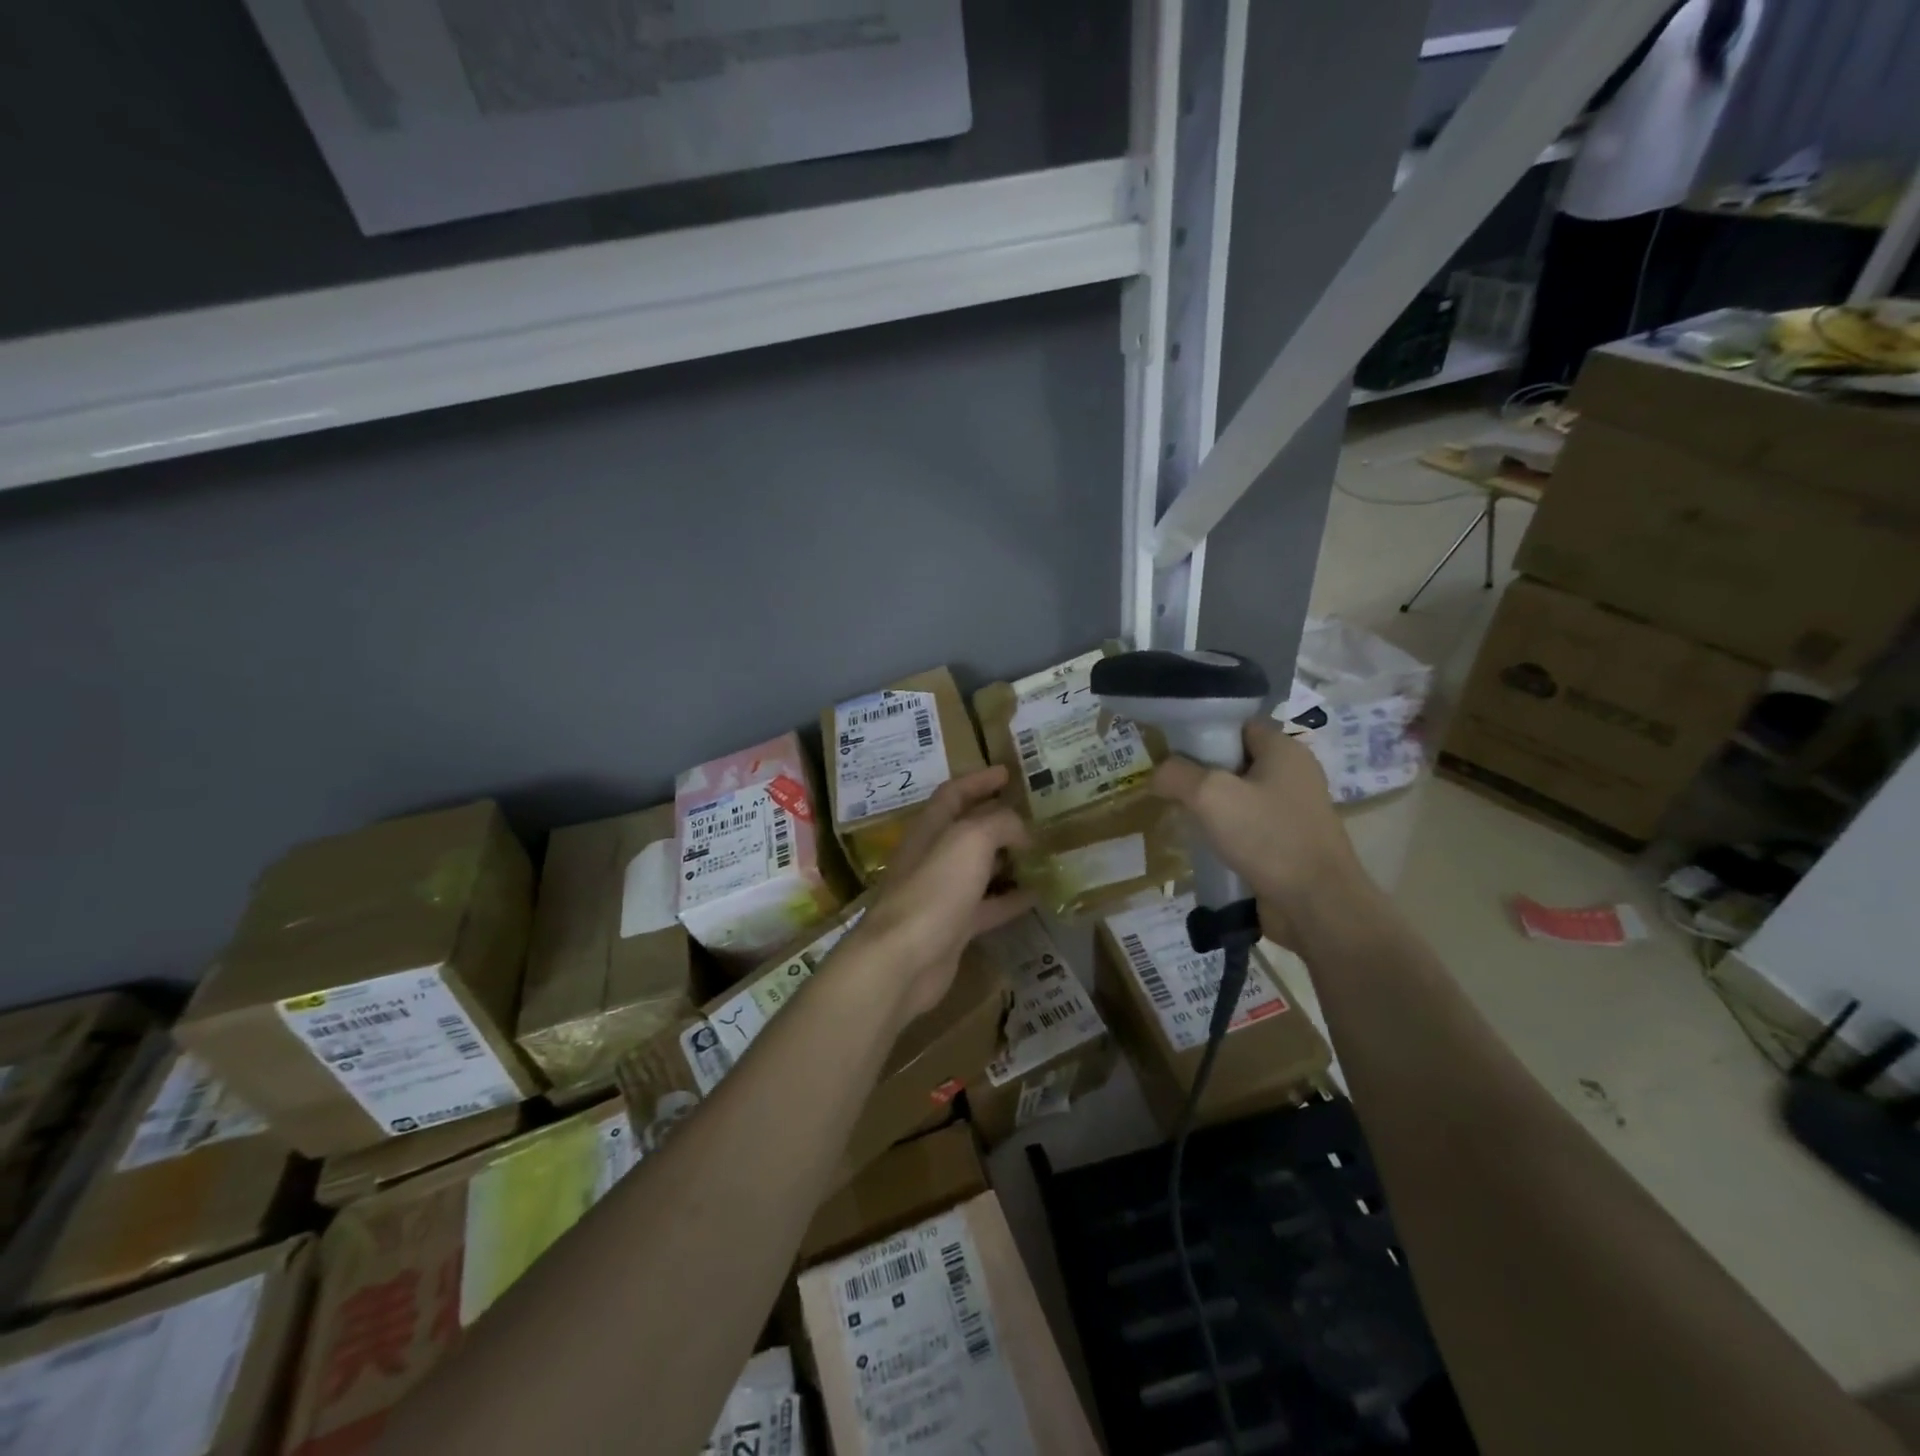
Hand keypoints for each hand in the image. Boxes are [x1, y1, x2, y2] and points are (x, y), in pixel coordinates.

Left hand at [844, 767, 1032, 1025]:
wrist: (903, 959)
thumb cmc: (934, 889)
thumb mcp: (970, 840)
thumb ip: (999, 824)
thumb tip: (1021, 830)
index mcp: (930, 828)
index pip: (953, 793)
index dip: (979, 780)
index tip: (1008, 773)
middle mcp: (933, 857)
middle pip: (967, 830)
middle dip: (998, 820)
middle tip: (1034, 816)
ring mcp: (942, 894)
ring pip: (979, 869)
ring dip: (1008, 859)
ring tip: (1042, 853)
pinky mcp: (953, 927)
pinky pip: (987, 906)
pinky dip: (1011, 899)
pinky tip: (1038, 895)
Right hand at [1151, 718, 1371, 949]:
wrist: (1317, 905)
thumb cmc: (1267, 837)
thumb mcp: (1210, 795)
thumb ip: (1177, 775)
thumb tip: (1158, 774)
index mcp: (1284, 750)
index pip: (1237, 725)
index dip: (1203, 733)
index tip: (1171, 752)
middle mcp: (1294, 774)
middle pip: (1236, 760)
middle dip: (1202, 772)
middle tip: (1168, 786)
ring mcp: (1294, 811)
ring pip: (1241, 795)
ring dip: (1212, 806)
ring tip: (1181, 816)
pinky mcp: (1290, 842)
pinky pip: (1249, 825)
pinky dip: (1226, 831)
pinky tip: (1204, 844)